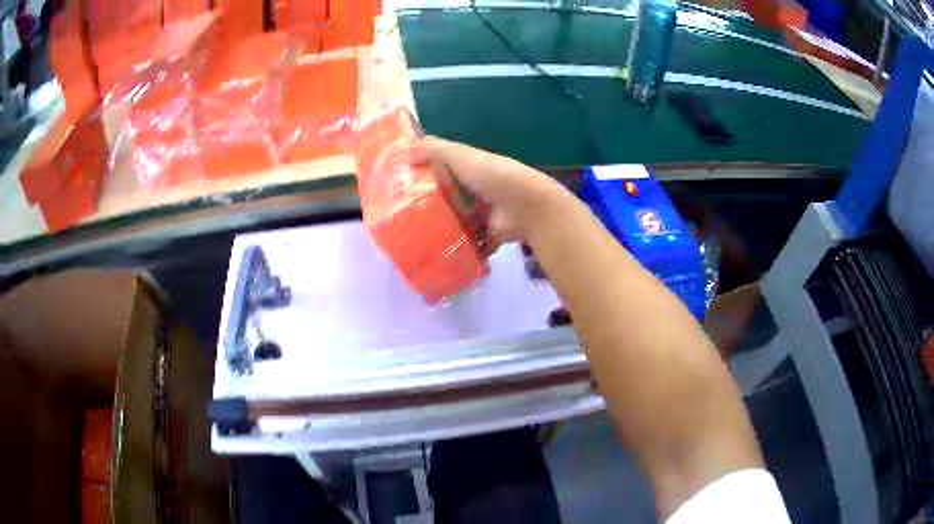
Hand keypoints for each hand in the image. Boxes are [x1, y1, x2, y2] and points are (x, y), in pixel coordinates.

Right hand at [409, 136, 565, 252]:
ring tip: (417, 243)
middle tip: (403, 221)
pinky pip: (474, 247)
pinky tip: (441, 260)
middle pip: (450, 199)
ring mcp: (485, 215)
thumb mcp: (461, 156)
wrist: (527, 206)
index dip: (423, 177)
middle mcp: (478, 191)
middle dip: (431, 209)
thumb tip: (401, 149)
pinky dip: (463, 254)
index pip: (443, 171)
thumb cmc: (492, 176)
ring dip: (444, 233)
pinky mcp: (491, 236)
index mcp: (470, 170)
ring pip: (460, 224)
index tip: (399, 189)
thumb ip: (433, 149)